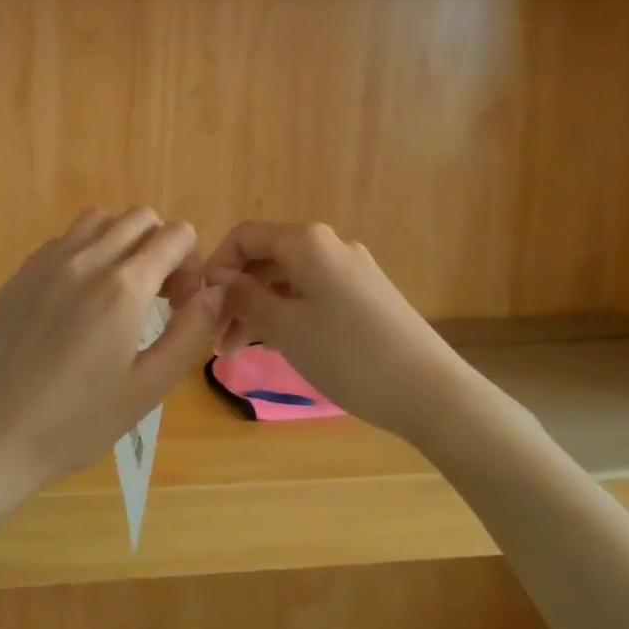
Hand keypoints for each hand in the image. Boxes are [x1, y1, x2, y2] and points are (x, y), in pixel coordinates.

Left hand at [0, 208, 222, 506]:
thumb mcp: (149, 388)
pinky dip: (84, 254)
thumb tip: (213, 292)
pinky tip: (77, 301)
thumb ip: (190, 332)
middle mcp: (85, 260)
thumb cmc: (77, 422)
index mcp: (123, 287)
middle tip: (155, 297)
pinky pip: (63, 241)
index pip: (175, 235)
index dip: (191, 265)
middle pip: (140, 218)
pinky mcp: (19, 275)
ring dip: (121, 243)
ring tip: (118, 291)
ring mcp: (46, 263)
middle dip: (160, 247)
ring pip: (98, 220)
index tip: (181, 305)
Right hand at [205, 221, 477, 443]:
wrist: (430, 391)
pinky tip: (277, 346)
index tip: (199, 306)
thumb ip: (244, 297)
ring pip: (288, 281)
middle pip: (266, 259)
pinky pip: (312, 295)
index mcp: (307, 242)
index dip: (216, 266)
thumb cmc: (348, 354)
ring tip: (237, 353)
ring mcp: (352, 271)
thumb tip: (216, 279)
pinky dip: (287, 315)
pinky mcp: (366, 297)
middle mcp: (330, 246)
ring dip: (259, 310)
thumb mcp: (285, 326)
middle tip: (216, 340)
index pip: (245, 237)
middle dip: (236, 295)